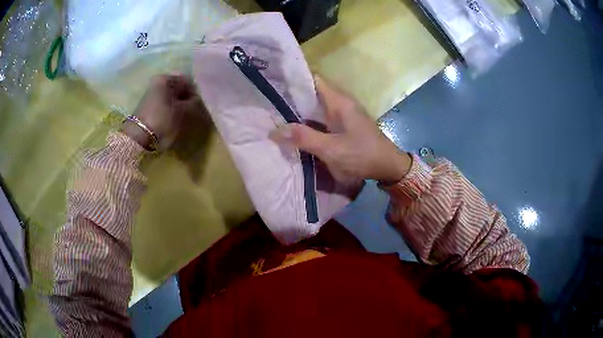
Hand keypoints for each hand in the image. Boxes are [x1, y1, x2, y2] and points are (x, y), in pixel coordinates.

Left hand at [121, 74, 201, 150]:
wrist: (139, 138)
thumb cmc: (162, 120)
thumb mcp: (182, 112)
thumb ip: (194, 103)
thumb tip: (199, 100)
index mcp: (166, 79)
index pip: (188, 81)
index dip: (196, 93)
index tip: (201, 105)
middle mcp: (158, 82)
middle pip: (179, 88)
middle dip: (187, 99)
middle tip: (194, 111)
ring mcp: (153, 94)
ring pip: (173, 96)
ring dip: (180, 105)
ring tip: (185, 117)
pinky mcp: (150, 106)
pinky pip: (166, 104)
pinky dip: (172, 110)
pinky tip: (175, 119)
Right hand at [270, 77, 411, 183]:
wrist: (388, 167)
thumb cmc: (362, 155)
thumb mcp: (331, 149)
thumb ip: (304, 138)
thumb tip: (275, 131)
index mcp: (339, 101)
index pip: (314, 79)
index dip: (294, 79)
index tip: (274, 84)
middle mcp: (341, 103)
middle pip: (313, 92)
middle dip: (292, 96)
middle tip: (269, 103)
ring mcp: (343, 114)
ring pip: (317, 106)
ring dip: (300, 110)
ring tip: (276, 113)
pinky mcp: (344, 125)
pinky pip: (322, 117)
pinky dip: (309, 120)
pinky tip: (296, 128)